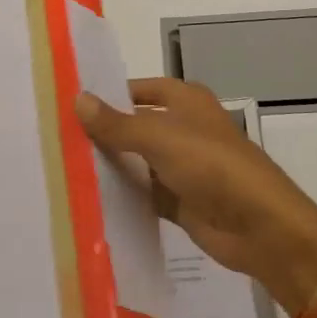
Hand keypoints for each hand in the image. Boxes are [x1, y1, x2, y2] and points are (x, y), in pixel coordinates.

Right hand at [76, 78, 316, 313]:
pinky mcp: (181, 202)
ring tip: (62, 167)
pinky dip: (123, 195)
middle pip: (137, 125)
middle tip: (56, 137)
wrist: (260, 227)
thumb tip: (78, 99)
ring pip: (138, 161)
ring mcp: (182, 167)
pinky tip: (89, 199)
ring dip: (111, 165)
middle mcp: (184, 128)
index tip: (70, 103)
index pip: (140, 89)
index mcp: (186, 101)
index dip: (110, 94)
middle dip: (104, 131)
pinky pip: (144, 194)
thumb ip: (118, 123)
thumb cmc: (212, 166)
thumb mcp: (160, 137)